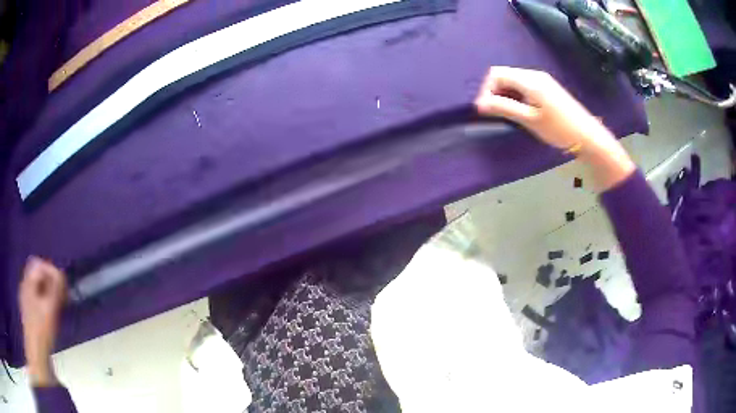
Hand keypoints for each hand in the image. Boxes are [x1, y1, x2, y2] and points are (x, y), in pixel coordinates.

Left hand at [19, 257, 67, 385]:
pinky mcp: (28, 311)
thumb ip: (55, 289)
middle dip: (50, 282)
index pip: (39, 264)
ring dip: (47, 292)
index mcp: (28, 282)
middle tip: (61, 297)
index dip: (51, 271)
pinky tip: (49, 316)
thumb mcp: (50, 309)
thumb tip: (61, 275)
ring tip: (57, 307)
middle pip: (37, 274)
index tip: (62, 286)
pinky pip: (35, 297)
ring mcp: (25, 299)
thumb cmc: (41, 331)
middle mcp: (25, 286)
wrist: (36, 354)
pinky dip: (43, 301)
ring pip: (36, 287)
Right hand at [474, 66, 635, 189]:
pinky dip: (516, 96)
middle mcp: (534, 75)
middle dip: (494, 92)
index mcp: (529, 79)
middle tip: (495, 113)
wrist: (588, 136)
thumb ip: (504, 108)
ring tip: (507, 115)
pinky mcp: (547, 88)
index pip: (496, 73)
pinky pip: (524, 86)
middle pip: (504, 75)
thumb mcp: (530, 120)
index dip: (486, 89)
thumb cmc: (559, 129)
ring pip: (513, 81)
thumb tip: (480, 104)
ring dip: (505, 95)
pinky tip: (520, 111)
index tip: (485, 109)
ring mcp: (542, 81)